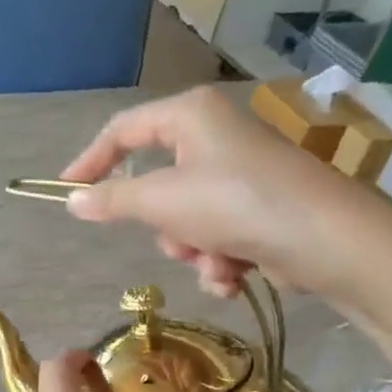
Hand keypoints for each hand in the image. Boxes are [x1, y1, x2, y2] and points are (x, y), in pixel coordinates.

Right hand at [59, 85, 391, 301]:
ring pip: (185, 220)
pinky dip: (218, 261)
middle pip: (157, 185)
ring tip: (218, 261)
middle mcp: (216, 137)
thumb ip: (112, 200)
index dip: (91, 161)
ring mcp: (240, 174)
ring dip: (193, 250)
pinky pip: (214, 236)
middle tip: (178, 239)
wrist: (325, 241)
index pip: (123, 130)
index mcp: (191, 116)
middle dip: (165, 226)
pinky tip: (236, 275)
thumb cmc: (235, 204)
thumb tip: (71, 200)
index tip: (65, 192)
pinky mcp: (258, 209)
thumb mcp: (161, 201)